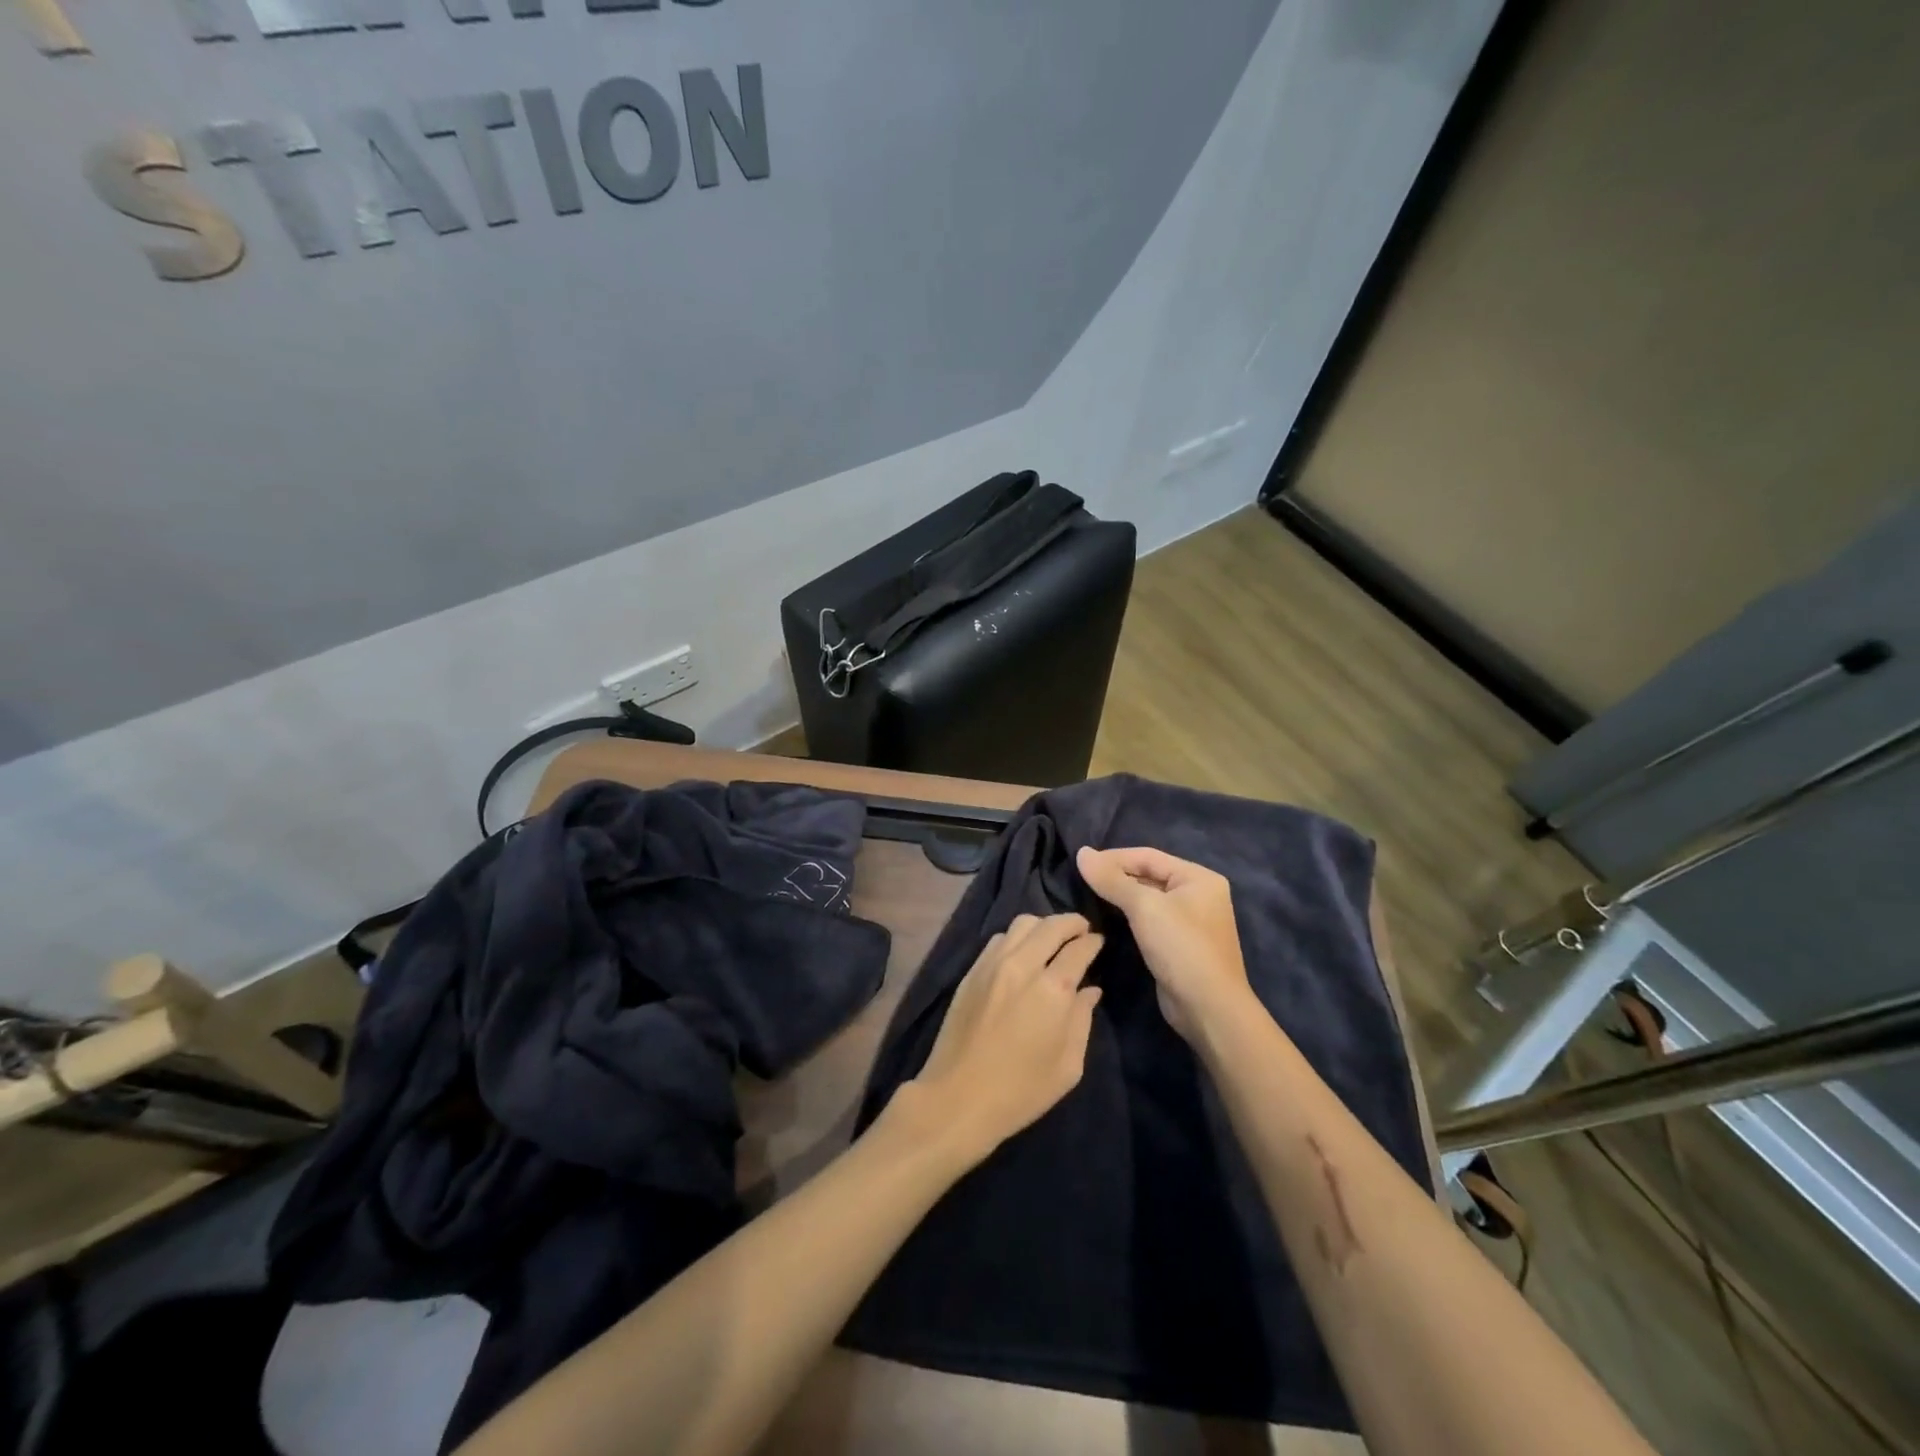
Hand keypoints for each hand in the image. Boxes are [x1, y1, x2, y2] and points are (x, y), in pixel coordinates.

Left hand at [903, 913, 1103, 1165]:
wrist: (959, 1096)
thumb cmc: (1021, 1090)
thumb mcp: (1068, 1066)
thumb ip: (1082, 1020)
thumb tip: (1090, 990)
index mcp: (1053, 990)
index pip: (1079, 949)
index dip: (1093, 942)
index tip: (1099, 941)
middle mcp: (1023, 966)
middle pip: (1051, 925)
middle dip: (1071, 922)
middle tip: (1081, 930)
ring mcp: (993, 964)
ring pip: (1022, 924)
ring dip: (1043, 925)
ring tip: (1052, 938)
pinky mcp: (972, 971)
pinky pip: (999, 938)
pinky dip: (1017, 937)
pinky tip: (1022, 951)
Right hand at [1075, 846, 1251, 1041]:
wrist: (1208, 1008)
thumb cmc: (1181, 948)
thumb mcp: (1144, 907)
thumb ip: (1112, 879)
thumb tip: (1082, 853)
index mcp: (1198, 877)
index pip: (1148, 856)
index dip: (1113, 857)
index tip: (1082, 863)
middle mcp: (1198, 894)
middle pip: (1149, 875)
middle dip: (1117, 876)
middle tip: (1082, 880)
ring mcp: (1191, 921)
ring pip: (1148, 899)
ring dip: (1120, 896)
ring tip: (1089, 896)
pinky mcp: (1180, 944)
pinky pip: (1150, 919)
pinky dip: (1129, 916)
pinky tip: (1108, 918)